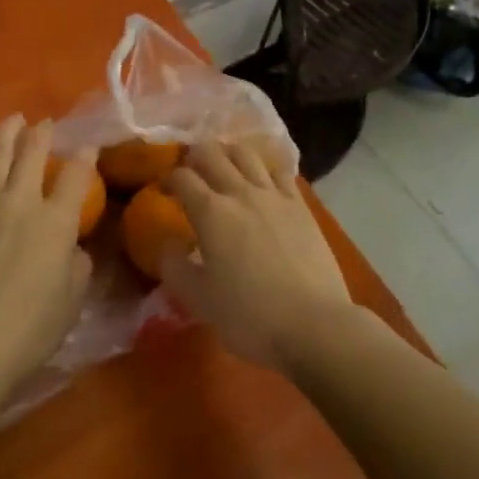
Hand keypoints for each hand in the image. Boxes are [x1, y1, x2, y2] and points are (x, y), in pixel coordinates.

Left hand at [0, 116, 93, 404]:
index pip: (76, 176)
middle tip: (45, 122)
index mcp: (56, 222)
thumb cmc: (27, 330)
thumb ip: (77, 267)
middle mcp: (21, 201)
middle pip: (32, 152)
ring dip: (6, 133)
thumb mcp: (70, 302)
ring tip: (11, 121)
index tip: (89, 146)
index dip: (86, 156)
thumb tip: (72, 248)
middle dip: (42, 132)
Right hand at [162, 138, 356, 376]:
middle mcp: (240, 192)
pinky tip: (262, 178)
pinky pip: (280, 170)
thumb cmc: (250, 316)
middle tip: (191, 170)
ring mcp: (274, 195)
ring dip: (228, 153)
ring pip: (246, 153)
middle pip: (212, 153)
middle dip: (195, 156)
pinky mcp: (300, 205)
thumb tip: (167, 244)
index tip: (164, 191)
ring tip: (224, 165)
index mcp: (210, 212)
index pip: (182, 177)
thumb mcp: (198, 299)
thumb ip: (174, 267)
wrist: (314, 325)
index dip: (168, 179)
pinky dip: (264, 167)